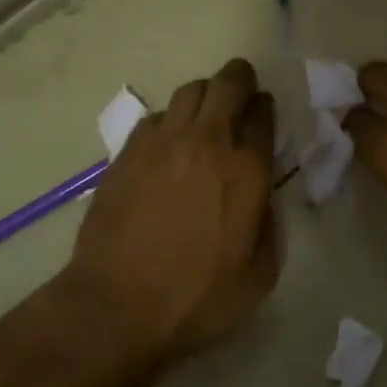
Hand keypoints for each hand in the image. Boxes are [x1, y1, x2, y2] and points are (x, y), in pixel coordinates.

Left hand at [60, 59, 279, 373]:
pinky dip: (171, 121)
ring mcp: (163, 141)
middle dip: (240, 80)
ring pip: (190, 90)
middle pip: (228, 83)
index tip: (263, 116)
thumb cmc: (196, 298)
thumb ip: (269, 223)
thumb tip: (261, 194)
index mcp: (246, 169)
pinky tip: (168, 146)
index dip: (265, 109)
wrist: (117, 306)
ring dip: (205, 96)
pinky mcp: (128, 150)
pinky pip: (157, 117)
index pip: (263, 113)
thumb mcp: (260, 274)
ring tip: (204, 118)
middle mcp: (207, 141)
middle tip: (240, 94)